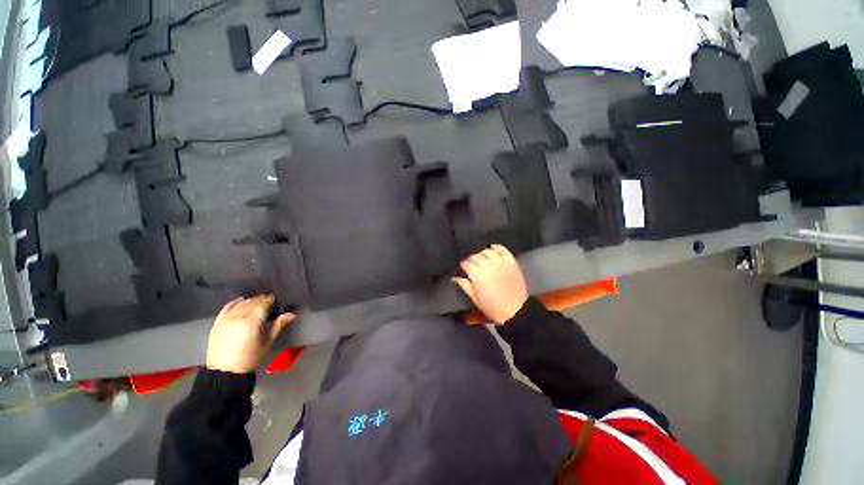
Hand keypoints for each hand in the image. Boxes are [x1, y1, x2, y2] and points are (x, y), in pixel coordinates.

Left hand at [205, 295, 294, 373]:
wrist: (225, 371)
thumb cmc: (250, 358)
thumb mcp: (267, 343)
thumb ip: (278, 325)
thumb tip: (292, 314)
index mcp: (251, 324)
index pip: (262, 305)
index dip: (270, 300)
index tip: (276, 298)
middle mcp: (237, 318)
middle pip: (251, 303)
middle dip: (261, 299)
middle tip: (269, 298)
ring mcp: (225, 320)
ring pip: (240, 304)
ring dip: (250, 300)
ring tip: (257, 299)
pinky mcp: (217, 323)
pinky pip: (226, 308)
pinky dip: (234, 302)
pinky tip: (241, 300)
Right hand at [453, 245, 527, 324]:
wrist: (516, 311)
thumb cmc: (494, 307)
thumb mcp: (476, 299)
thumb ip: (465, 286)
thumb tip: (456, 278)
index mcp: (478, 276)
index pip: (467, 264)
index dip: (464, 265)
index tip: (464, 268)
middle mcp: (488, 266)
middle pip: (476, 256)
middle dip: (472, 259)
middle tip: (472, 264)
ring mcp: (501, 263)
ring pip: (488, 251)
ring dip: (483, 253)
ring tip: (482, 258)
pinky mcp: (511, 263)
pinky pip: (503, 250)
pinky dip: (497, 247)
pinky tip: (493, 248)